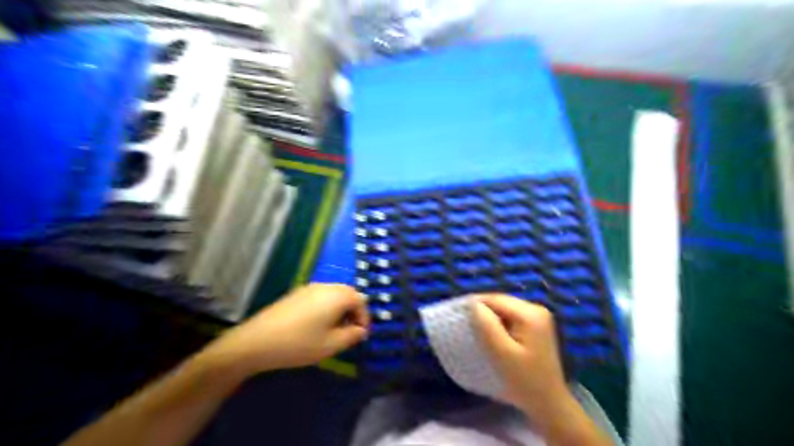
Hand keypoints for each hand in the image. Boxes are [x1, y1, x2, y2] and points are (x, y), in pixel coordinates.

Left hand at [201, 284, 366, 373]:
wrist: (257, 341)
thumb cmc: (299, 344)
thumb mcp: (331, 345)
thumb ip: (352, 336)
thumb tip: (361, 330)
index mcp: (337, 295)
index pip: (361, 301)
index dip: (364, 319)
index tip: (360, 336)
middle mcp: (326, 286)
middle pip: (349, 294)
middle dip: (353, 312)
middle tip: (350, 332)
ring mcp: (309, 288)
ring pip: (334, 294)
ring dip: (341, 309)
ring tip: (334, 331)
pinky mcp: (297, 294)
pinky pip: (321, 296)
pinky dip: (327, 307)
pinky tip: (316, 326)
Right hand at [466, 295, 566, 415]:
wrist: (547, 403)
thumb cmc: (524, 380)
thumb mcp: (501, 353)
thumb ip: (487, 325)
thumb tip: (473, 304)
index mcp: (530, 313)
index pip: (495, 299)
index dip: (475, 304)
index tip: (458, 313)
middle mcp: (536, 308)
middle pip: (501, 301)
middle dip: (482, 310)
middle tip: (464, 322)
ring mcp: (537, 316)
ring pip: (504, 309)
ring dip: (489, 317)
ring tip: (474, 328)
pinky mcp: (535, 325)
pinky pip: (510, 317)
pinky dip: (498, 323)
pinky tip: (491, 334)